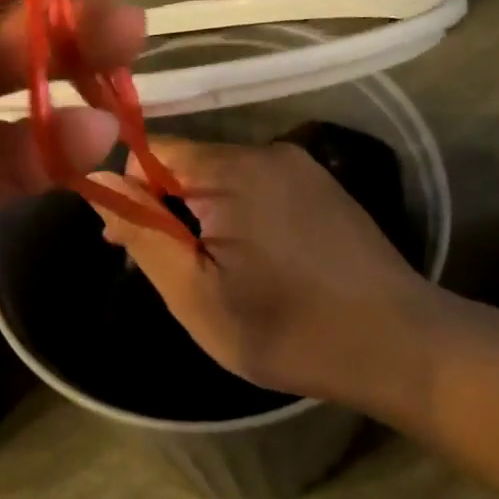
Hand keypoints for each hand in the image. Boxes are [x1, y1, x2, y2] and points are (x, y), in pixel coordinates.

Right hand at [90, 139, 449, 416]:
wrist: (401, 346)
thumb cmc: (287, 327)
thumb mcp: (196, 293)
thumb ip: (143, 232)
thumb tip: (97, 179)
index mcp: (232, 169)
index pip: (152, 153)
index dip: (133, 196)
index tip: (137, 246)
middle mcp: (267, 152)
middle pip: (189, 166)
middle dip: (170, 211)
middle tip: (178, 274)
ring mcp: (302, 168)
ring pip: (223, 180)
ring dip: (205, 218)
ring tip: (219, 276)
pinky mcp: (323, 189)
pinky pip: (259, 189)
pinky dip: (241, 218)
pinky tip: (259, 265)